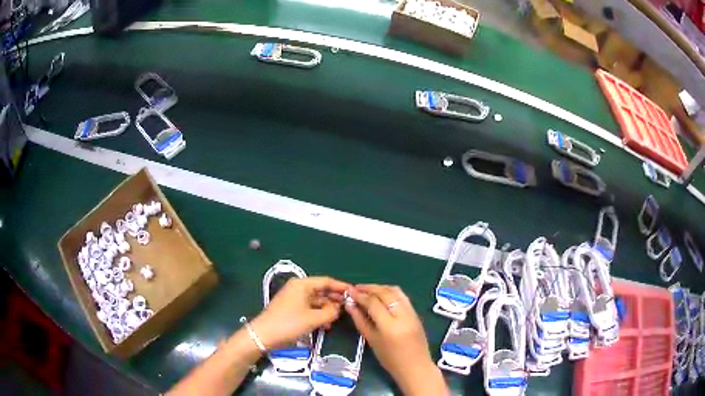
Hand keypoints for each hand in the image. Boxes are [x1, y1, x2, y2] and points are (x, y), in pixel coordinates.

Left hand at [251, 277, 349, 348]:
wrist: (264, 335)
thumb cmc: (289, 323)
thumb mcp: (313, 318)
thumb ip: (330, 312)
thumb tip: (338, 308)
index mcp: (302, 285)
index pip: (326, 281)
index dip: (341, 287)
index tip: (354, 292)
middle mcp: (298, 288)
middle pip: (321, 290)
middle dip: (334, 299)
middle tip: (349, 306)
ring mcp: (294, 298)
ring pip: (316, 301)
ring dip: (327, 309)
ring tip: (337, 318)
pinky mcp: (291, 309)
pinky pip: (309, 308)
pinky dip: (318, 314)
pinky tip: (326, 324)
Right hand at [346, 285, 447, 395]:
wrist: (415, 366)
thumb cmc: (389, 359)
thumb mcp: (371, 340)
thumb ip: (360, 321)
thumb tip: (349, 304)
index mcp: (390, 326)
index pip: (373, 303)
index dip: (360, 295)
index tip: (349, 291)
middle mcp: (403, 316)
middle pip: (385, 293)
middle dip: (369, 288)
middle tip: (356, 288)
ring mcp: (412, 313)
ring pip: (396, 291)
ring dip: (380, 288)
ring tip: (367, 290)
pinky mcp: (416, 313)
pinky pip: (402, 296)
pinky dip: (390, 292)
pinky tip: (381, 295)